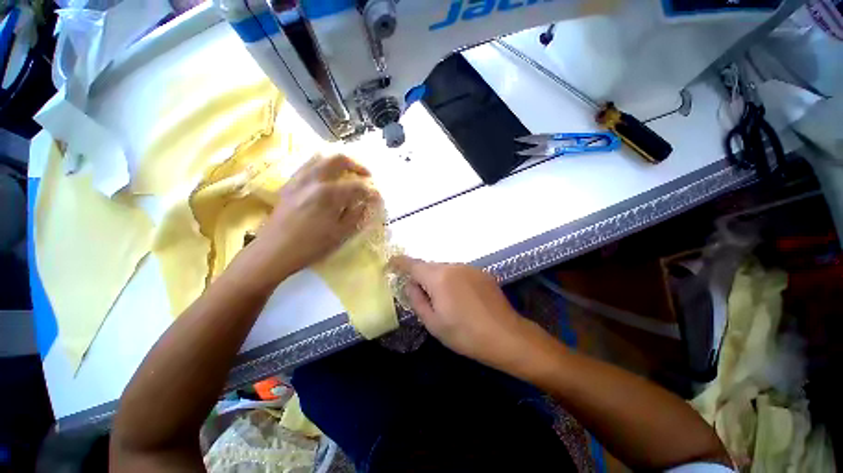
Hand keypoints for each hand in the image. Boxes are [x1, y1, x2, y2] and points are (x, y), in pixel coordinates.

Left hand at [243, 154, 376, 286]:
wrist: (274, 251)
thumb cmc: (311, 246)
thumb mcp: (341, 234)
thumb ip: (356, 214)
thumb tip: (366, 202)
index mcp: (328, 194)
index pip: (357, 186)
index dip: (371, 191)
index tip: (378, 197)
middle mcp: (314, 180)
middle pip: (339, 159)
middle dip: (357, 165)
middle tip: (366, 175)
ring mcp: (299, 179)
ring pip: (321, 157)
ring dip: (339, 162)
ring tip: (348, 173)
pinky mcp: (290, 183)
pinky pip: (308, 165)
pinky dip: (323, 166)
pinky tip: (328, 178)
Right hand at [389, 256, 557, 373]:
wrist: (506, 336)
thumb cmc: (465, 334)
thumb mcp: (433, 323)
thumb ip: (417, 299)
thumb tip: (411, 284)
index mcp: (438, 277)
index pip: (413, 264)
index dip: (400, 262)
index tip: (391, 263)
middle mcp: (453, 266)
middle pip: (430, 267)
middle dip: (422, 278)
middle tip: (424, 298)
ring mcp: (469, 268)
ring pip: (445, 269)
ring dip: (439, 280)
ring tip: (447, 303)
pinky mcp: (481, 273)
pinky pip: (459, 273)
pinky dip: (453, 281)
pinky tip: (463, 300)